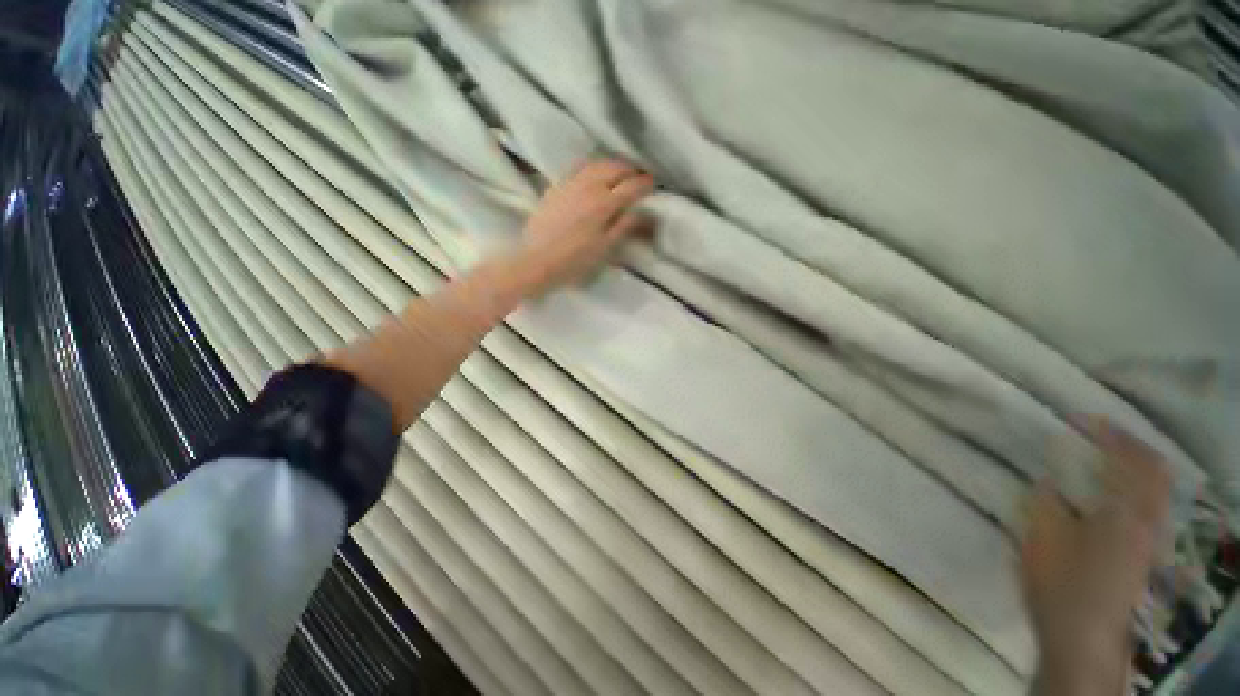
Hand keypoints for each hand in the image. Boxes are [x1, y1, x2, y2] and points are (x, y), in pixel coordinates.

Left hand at [514, 158, 654, 293]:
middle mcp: (589, 187)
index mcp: (604, 204)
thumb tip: (642, 212)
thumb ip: (624, 227)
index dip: (645, 184)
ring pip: (596, 164)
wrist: (536, 261)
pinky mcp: (556, 187)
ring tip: (619, 172)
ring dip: (612, 165)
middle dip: (630, 170)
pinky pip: (578, 168)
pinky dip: (592, 166)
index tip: (653, 185)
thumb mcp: (605, 249)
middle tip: (638, 177)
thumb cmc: (575, 261)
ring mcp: (570, 184)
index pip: (631, 186)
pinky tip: (593, 173)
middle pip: (614, 169)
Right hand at [1022, 416, 1171, 695]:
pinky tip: (1117, 491)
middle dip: (1130, 444)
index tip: (1080, 418)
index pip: (1126, 460)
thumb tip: (1047, 480)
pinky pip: (1152, 505)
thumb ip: (1045, 504)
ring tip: (1110, 455)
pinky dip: (1139, 487)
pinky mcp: (1145, 553)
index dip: (1108, 434)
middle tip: (1101, 431)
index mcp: (1121, 513)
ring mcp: (1150, 538)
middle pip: (1154, 470)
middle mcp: (1146, 520)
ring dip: (1137, 465)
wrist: (1085, 638)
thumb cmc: (1061, 586)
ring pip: (1157, 488)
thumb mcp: (1041, 540)